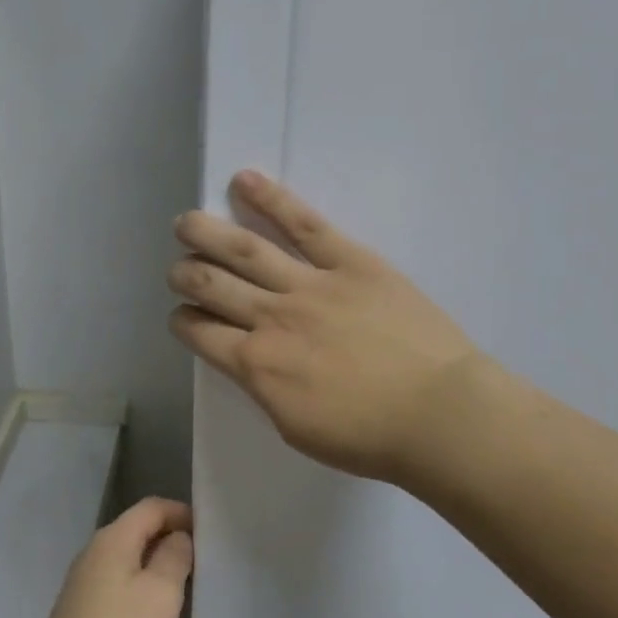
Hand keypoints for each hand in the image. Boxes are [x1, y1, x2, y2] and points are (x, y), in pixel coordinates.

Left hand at [22, 498, 194, 617]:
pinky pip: (114, 586)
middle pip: (135, 530)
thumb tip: (177, 537)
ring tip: (183, 586)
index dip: (180, 512)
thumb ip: (174, 557)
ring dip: (153, 565)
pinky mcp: (77, 615)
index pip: (150, 507)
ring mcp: (80, 586)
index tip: (208, 531)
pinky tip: (151, 615)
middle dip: (168, 537)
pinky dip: (137, 588)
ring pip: (124, 560)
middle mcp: (91, 554)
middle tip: (201, 559)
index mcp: (111, 540)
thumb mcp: (161, 593)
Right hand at [169, 171, 481, 483]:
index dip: (183, 322)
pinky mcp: (351, 261)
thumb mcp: (296, 429)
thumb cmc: (369, 437)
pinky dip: (271, 199)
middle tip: (178, 269)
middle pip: (210, 285)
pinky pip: (305, 223)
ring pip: (244, 249)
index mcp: (257, 365)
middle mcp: (272, 318)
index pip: (199, 332)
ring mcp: (310, 284)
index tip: (183, 317)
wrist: (439, 414)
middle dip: (184, 274)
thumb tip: (254, 362)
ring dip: (205, 233)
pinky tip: (244, 180)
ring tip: (186, 222)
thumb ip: (265, 389)